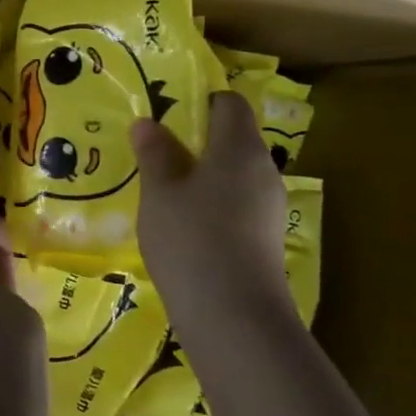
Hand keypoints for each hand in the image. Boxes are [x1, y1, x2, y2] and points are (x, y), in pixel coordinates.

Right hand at [129, 92, 291, 337]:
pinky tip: (180, 226)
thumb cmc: (191, 236)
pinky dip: (209, 206)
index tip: (165, 112)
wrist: (233, 314)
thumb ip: (155, 152)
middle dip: (194, 142)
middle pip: (232, 140)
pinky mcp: (263, 239)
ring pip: (232, 176)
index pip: (229, 104)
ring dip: (199, 177)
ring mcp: (267, 208)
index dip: (200, 101)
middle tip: (152, 152)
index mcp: (240, 147)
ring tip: (159, 190)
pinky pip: (234, 206)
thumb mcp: (160, 190)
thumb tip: (148, 122)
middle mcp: (263, 171)